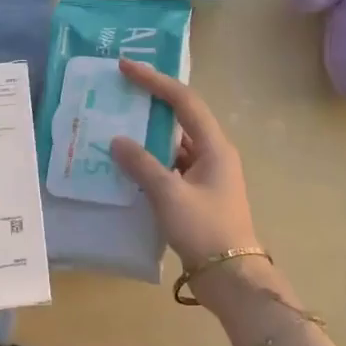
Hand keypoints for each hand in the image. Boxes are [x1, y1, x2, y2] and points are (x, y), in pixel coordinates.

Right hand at [111, 60, 259, 274]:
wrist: (231, 279)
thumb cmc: (205, 230)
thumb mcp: (169, 195)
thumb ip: (141, 165)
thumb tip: (117, 140)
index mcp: (215, 146)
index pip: (183, 101)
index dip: (155, 81)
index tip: (126, 67)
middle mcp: (213, 154)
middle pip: (180, 118)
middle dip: (150, 102)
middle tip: (118, 90)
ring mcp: (206, 176)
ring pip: (173, 144)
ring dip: (147, 134)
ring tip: (115, 124)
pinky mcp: (197, 195)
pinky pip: (170, 167)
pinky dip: (149, 161)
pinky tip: (126, 164)